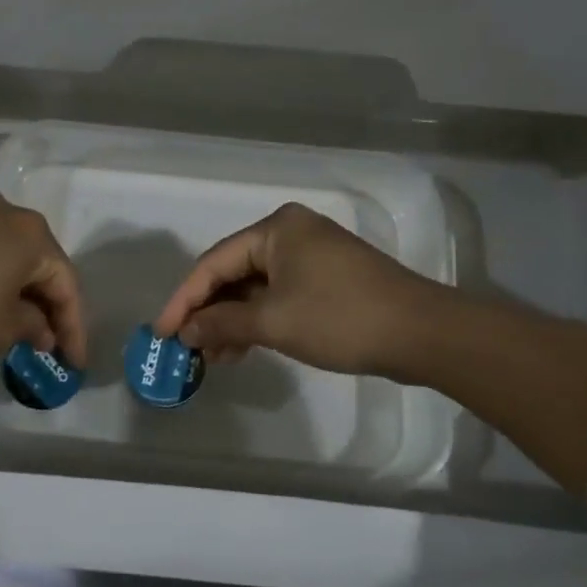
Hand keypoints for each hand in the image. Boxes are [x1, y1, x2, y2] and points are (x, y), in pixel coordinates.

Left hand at [0, 192, 87, 362]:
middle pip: (41, 264)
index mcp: (34, 235)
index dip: (73, 328)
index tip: (73, 364)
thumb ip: (33, 328)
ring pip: (12, 255)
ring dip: (21, 290)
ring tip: (20, 326)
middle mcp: (10, 213)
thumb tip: (42, 331)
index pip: (66, 285)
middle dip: (48, 306)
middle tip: (49, 345)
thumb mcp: (2, 328)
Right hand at [152, 202, 434, 375]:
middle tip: (188, 348)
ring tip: (214, 357)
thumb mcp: (274, 322)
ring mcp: (312, 255)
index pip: (214, 263)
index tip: (163, 333)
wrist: (423, 333)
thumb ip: (223, 323)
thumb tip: (186, 332)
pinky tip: (244, 348)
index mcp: (275, 229)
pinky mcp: (327, 278)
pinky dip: (259, 319)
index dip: (184, 300)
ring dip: (233, 320)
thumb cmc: (341, 318)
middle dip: (209, 312)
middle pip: (233, 272)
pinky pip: (279, 295)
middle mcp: (291, 232)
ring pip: (256, 286)